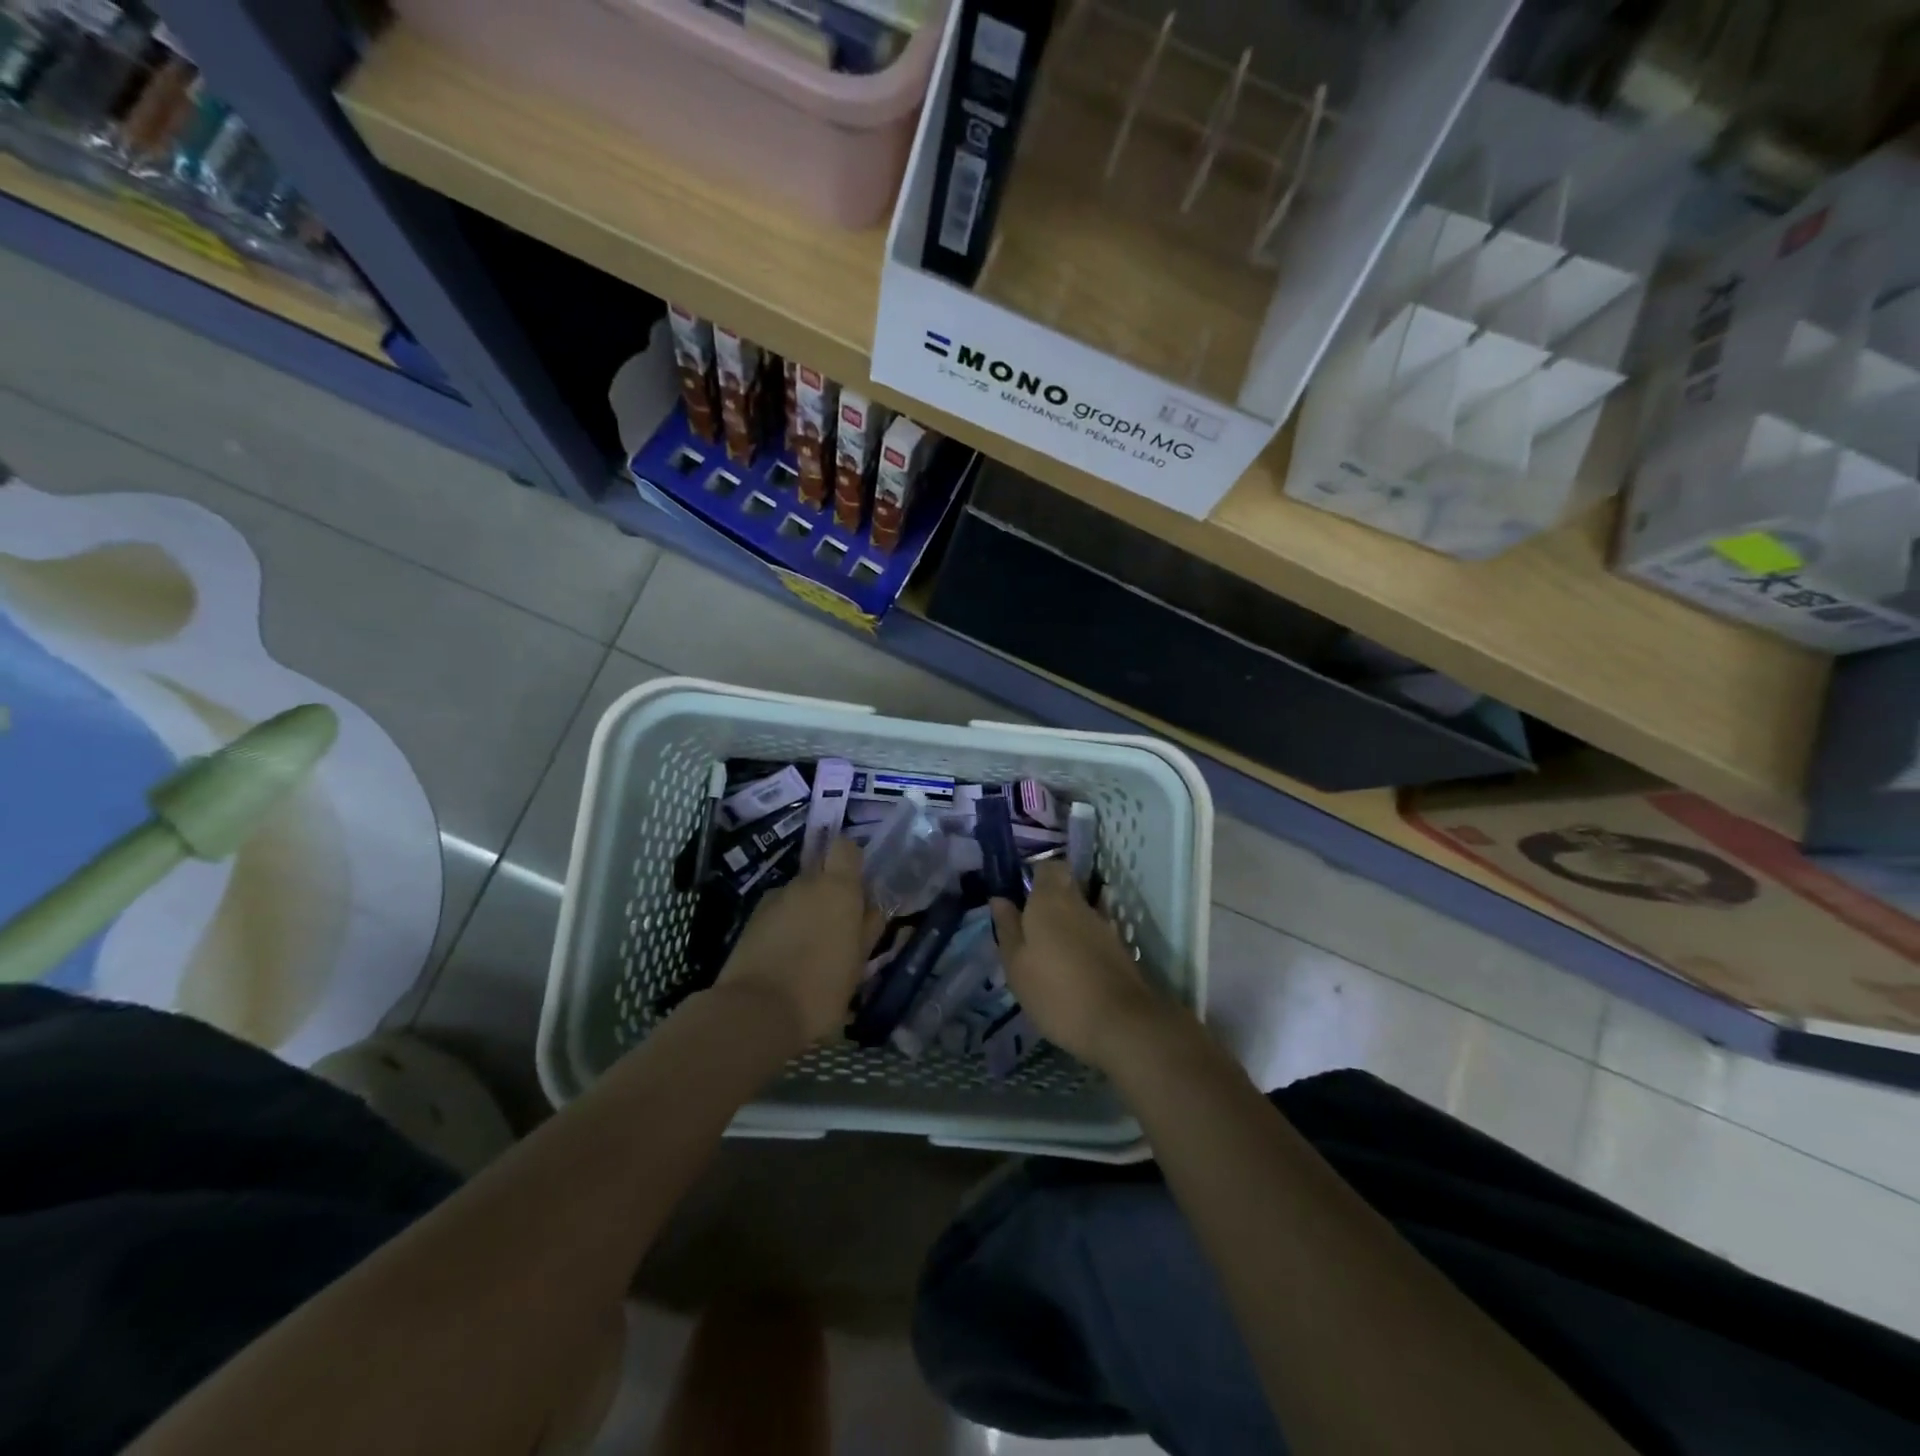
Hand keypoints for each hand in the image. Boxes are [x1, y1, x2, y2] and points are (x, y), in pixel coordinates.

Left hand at [716, 838, 881, 1045]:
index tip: (858, 887)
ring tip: (806, 951)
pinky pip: (776, 914)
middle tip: (835, 930)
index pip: (845, 847)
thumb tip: (871, 910)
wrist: (755, 1012)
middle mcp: (804, 884)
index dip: (851, 861)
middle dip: (828, 895)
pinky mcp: (750, 920)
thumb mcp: (858, 964)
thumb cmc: (821, 989)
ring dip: (804, 913)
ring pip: (797, 896)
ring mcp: (773, 900)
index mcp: (838, 888)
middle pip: (820, 875)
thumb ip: (867, 930)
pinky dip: (783, 928)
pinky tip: (783, 959)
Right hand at [990, 861, 1174, 1069]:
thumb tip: (1000, 899)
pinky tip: (1072, 966)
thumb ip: (1008, 928)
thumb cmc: (1056, 992)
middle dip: (1048, 901)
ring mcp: (1104, 925)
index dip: (1034, 875)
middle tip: (1028, 927)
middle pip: (1065, 887)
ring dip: (1066, 923)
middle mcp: (1080, 903)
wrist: (1121, 1024)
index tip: (1019, 895)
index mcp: (1050, 899)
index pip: (1048, 866)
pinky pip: (1094, 934)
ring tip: (1048, 952)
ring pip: (1081, 911)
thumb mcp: (1017, 965)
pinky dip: (1082, 943)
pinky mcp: (1119, 949)